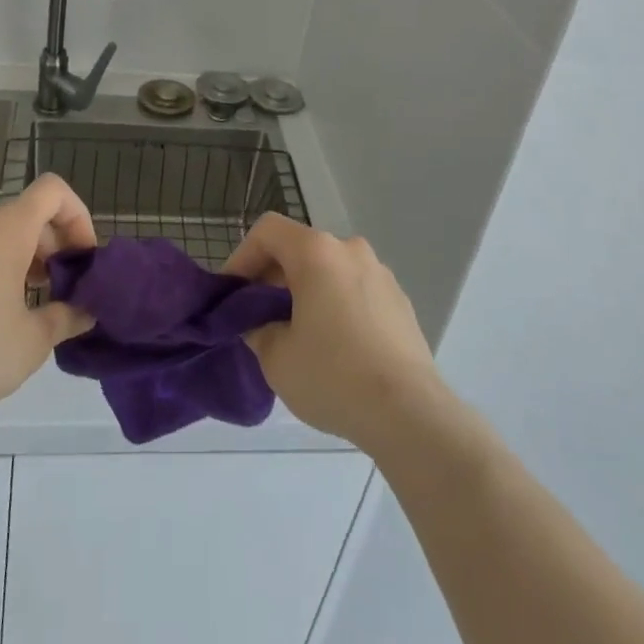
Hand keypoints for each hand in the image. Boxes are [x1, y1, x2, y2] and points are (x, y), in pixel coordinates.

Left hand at [0, 174, 97, 428]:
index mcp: (6, 228)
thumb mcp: (34, 341)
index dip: (75, 215)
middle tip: (53, 288)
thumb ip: (67, 316)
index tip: (80, 257)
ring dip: (12, 255)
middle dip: (46, 244)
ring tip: (15, 302)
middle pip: (22, 213)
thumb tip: (86, 312)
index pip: (52, 190)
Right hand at [223, 214, 444, 454]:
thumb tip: (260, 323)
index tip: (233, 295)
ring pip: (328, 270)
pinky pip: (354, 290)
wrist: (410, 413)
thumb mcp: (276, 357)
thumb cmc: (333, 376)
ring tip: (296, 335)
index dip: (242, 256)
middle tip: (258, 318)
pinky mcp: (399, 301)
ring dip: (305, 292)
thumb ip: (257, 329)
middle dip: (273, 278)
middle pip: (299, 248)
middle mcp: (350, 250)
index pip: (268, 230)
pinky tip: (334, 348)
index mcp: (317, 252)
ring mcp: (380, 273)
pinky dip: (335, 305)